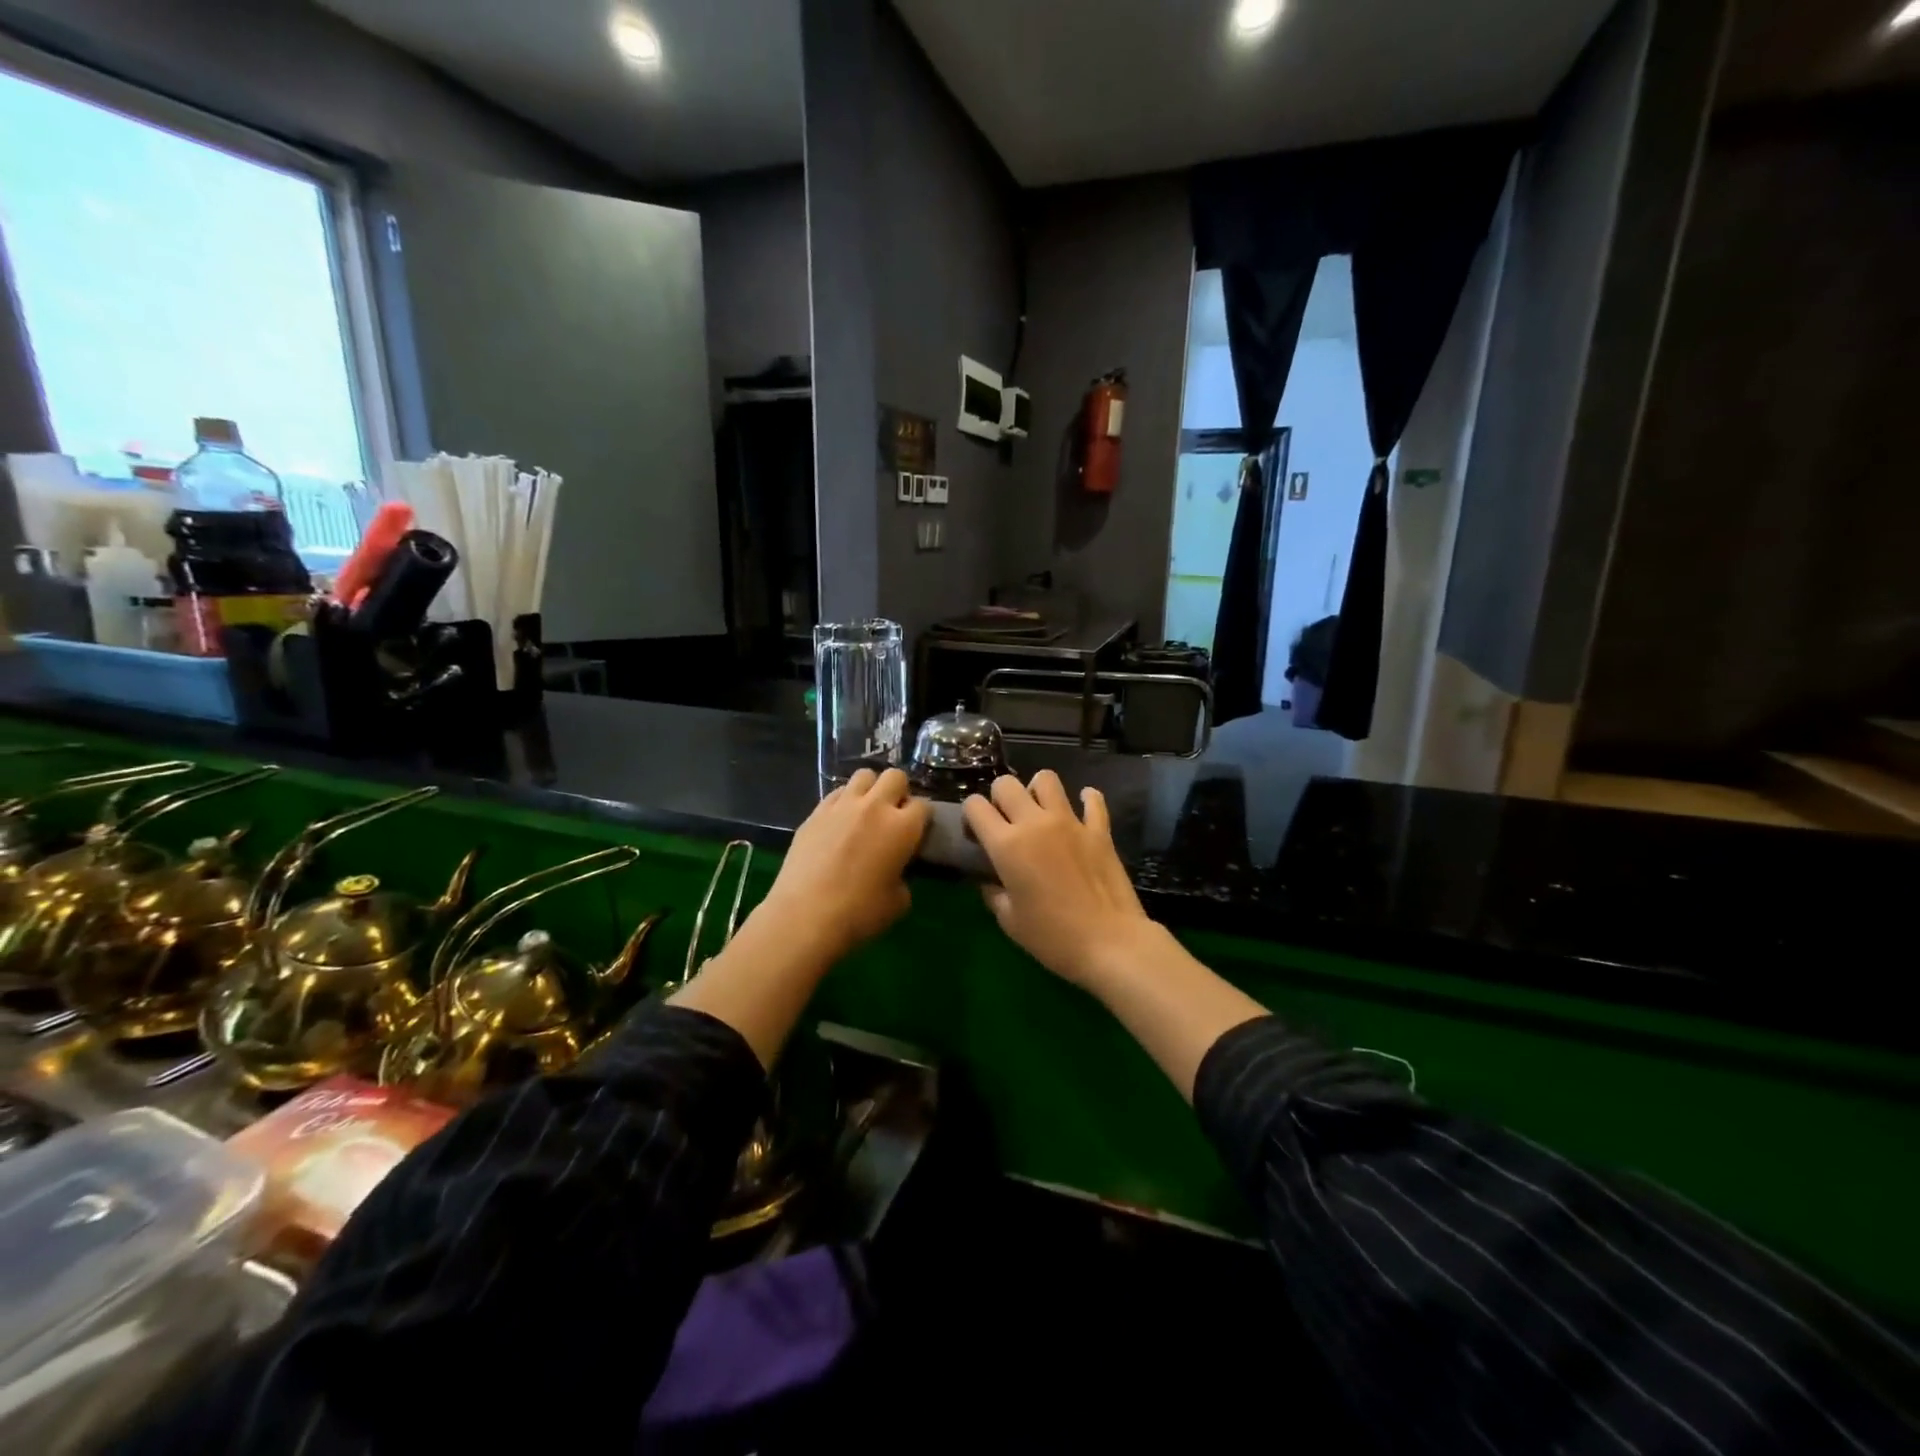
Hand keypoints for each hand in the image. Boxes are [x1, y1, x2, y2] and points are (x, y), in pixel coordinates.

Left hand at [753, 767, 930, 963]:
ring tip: (866, 811)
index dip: (921, 819)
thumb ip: (903, 876)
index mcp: (903, 827)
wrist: (805, 915)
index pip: (923, 806)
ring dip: (870, 789)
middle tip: (893, 816)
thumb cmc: (859, 913)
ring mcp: (842, 805)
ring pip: (863, 776)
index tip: (916, 833)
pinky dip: (844, 801)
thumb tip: (896, 871)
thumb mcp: (898, 901)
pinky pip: (836, 793)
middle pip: (895, 776)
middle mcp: (875, 806)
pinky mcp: (815, 812)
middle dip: (898, 792)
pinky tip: (840, 822)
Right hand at [962, 772, 1157, 989]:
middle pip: (1006, 784)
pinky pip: (1092, 800)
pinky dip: (1086, 799)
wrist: (1110, 943)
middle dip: (999, 797)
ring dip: (1037, 790)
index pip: (975, 805)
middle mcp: (1035, 823)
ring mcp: (1071, 822)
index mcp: (1007, 844)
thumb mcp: (1009, 921)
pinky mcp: (1099, 829)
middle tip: (1006, 822)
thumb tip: (990, 881)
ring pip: (1046, 779)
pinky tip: (1081, 810)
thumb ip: (993, 893)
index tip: (977, 834)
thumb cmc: (1052, 937)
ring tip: (1040, 811)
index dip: (971, 815)